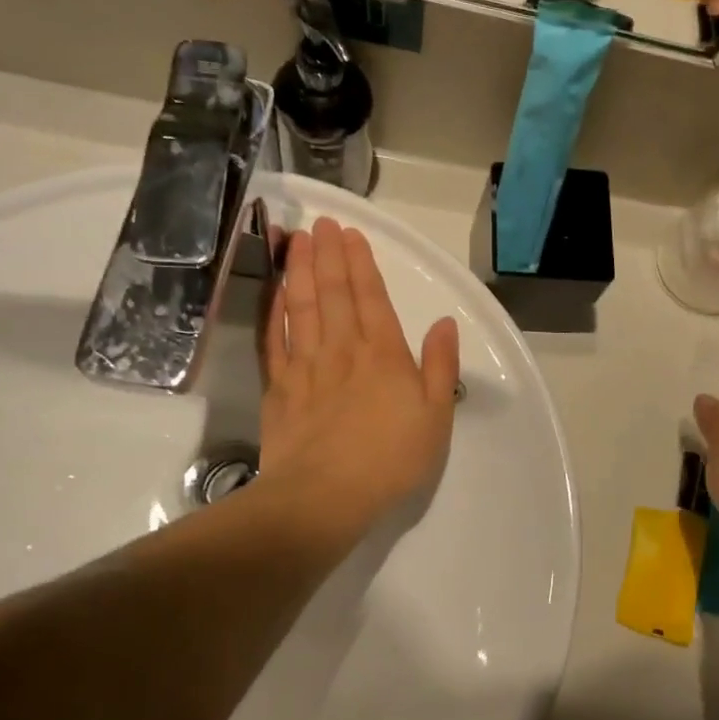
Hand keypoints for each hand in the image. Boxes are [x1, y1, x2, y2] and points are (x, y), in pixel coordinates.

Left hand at [259, 218, 460, 551]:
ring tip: (296, 240)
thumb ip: (440, 366)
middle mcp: (343, 349)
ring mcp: (306, 366)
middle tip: (321, 223)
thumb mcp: (436, 416)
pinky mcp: (279, 387)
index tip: (351, 234)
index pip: (371, 297)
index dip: (361, 263)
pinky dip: (274, 310)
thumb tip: (445, 324)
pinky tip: (274, 291)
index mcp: (384, 354)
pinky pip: (275, 338)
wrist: (324, 497)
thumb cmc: (391, 459)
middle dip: (327, 254)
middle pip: (333, 293)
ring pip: (302, 307)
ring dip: (299, 270)